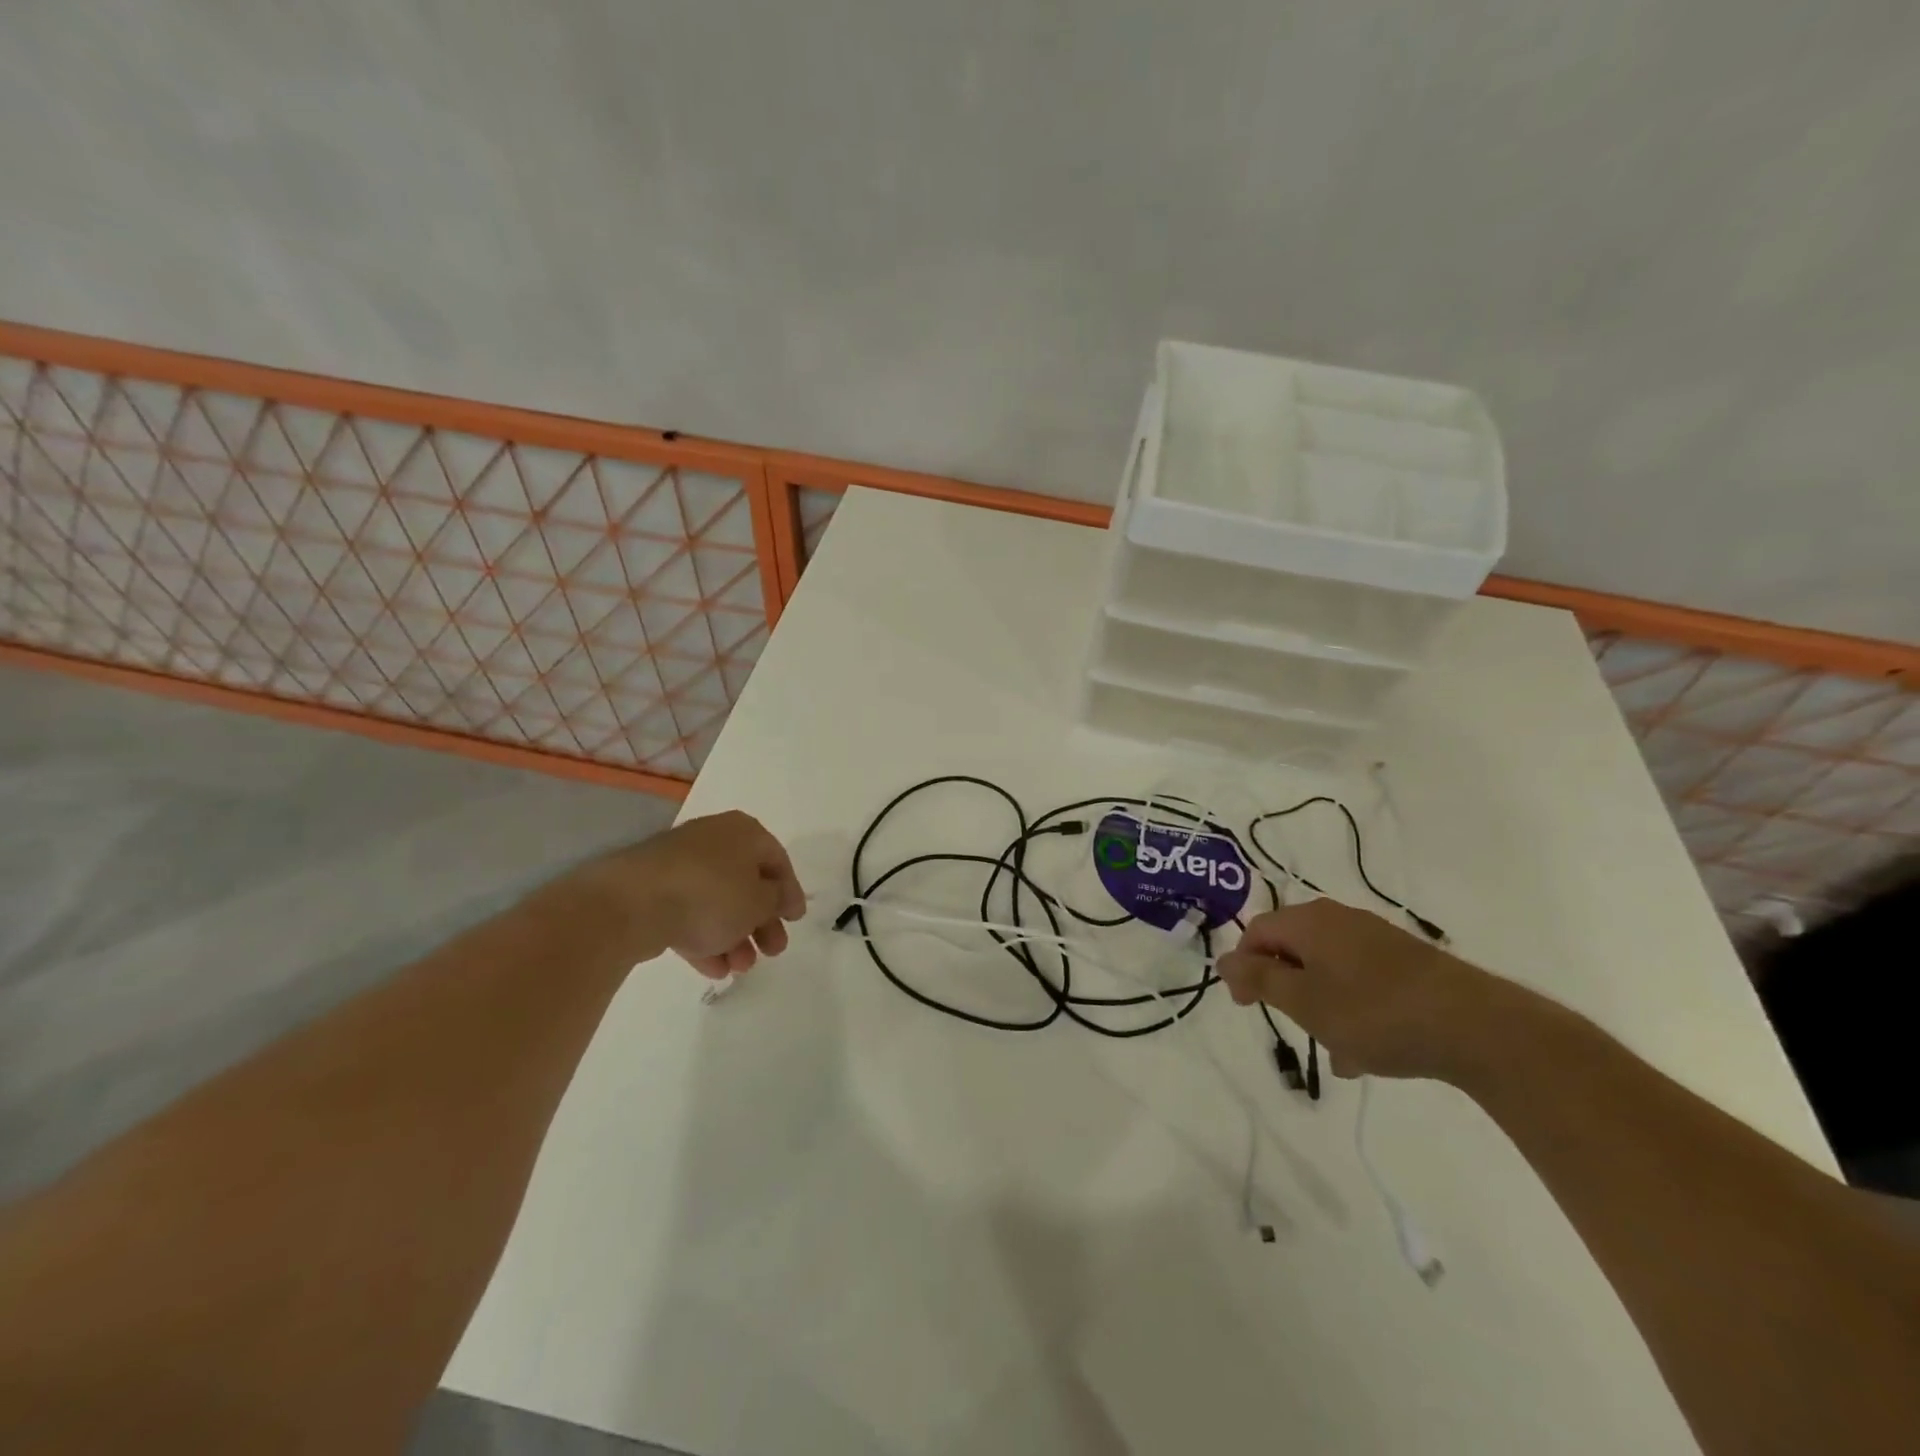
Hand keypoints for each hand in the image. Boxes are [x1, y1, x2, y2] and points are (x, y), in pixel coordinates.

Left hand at [572, 811, 806, 978]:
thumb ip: (777, 900)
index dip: (790, 892)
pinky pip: (689, 913)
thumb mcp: (759, 901)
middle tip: (773, 951)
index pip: (777, 860)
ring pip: (718, 902)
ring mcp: (680, 864)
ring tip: (741, 969)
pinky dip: (705, 938)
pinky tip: (714, 969)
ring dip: (735, 936)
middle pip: (747, 883)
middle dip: (762, 922)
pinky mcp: (653, 889)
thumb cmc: (711, 895)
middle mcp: (714, 841)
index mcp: (744, 832)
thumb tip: (780, 897)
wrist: (631, 903)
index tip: (795, 920)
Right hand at [1216, 898, 1509, 1082]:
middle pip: (1292, 948)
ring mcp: (1376, 938)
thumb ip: (1259, 980)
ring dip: (1319, 1003)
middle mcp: (1339, 919)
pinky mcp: (1407, 961)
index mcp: (1308, 921)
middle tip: (1291, 1025)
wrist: (1477, 1026)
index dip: (1244, 968)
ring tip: (1333, 1049)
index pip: (1256, 932)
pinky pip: (1360, 978)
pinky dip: (1351, 1007)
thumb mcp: (1304, 1002)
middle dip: (1284, 987)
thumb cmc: (1374, 1013)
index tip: (1248, 1007)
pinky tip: (1366, 1051)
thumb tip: (1223, 960)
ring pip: (1328, 967)